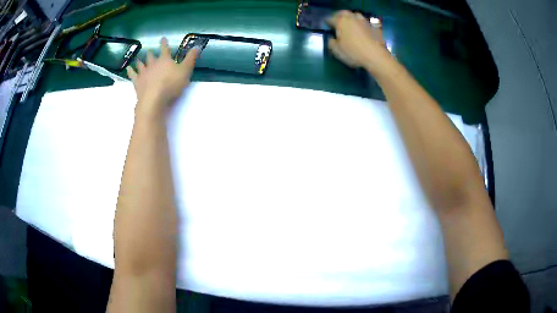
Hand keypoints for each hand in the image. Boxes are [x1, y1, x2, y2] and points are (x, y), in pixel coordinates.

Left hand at [127, 37, 199, 114]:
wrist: (154, 99)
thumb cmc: (171, 84)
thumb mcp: (185, 71)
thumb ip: (191, 59)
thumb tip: (197, 47)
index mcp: (164, 60)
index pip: (164, 49)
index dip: (164, 43)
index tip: (163, 38)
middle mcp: (153, 64)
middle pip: (151, 56)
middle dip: (151, 53)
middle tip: (149, 50)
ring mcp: (143, 73)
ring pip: (141, 64)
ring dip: (140, 61)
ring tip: (138, 59)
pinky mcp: (137, 82)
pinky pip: (132, 75)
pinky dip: (130, 71)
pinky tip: (128, 68)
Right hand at [327, 11, 392, 74]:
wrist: (376, 56)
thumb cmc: (354, 53)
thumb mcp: (337, 51)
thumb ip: (331, 42)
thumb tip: (332, 38)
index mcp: (340, 22)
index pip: (330, 19)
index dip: (327, 23)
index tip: (326, 27)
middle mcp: (352, 18)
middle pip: (343, 13)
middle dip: (339, 16)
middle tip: (337, 22)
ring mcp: (364, 21)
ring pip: (355, 15)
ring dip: (351, 18)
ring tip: (350, 24)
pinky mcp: (374, 26)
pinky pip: (366, 22)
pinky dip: (362, 24)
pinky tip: (362, 29)